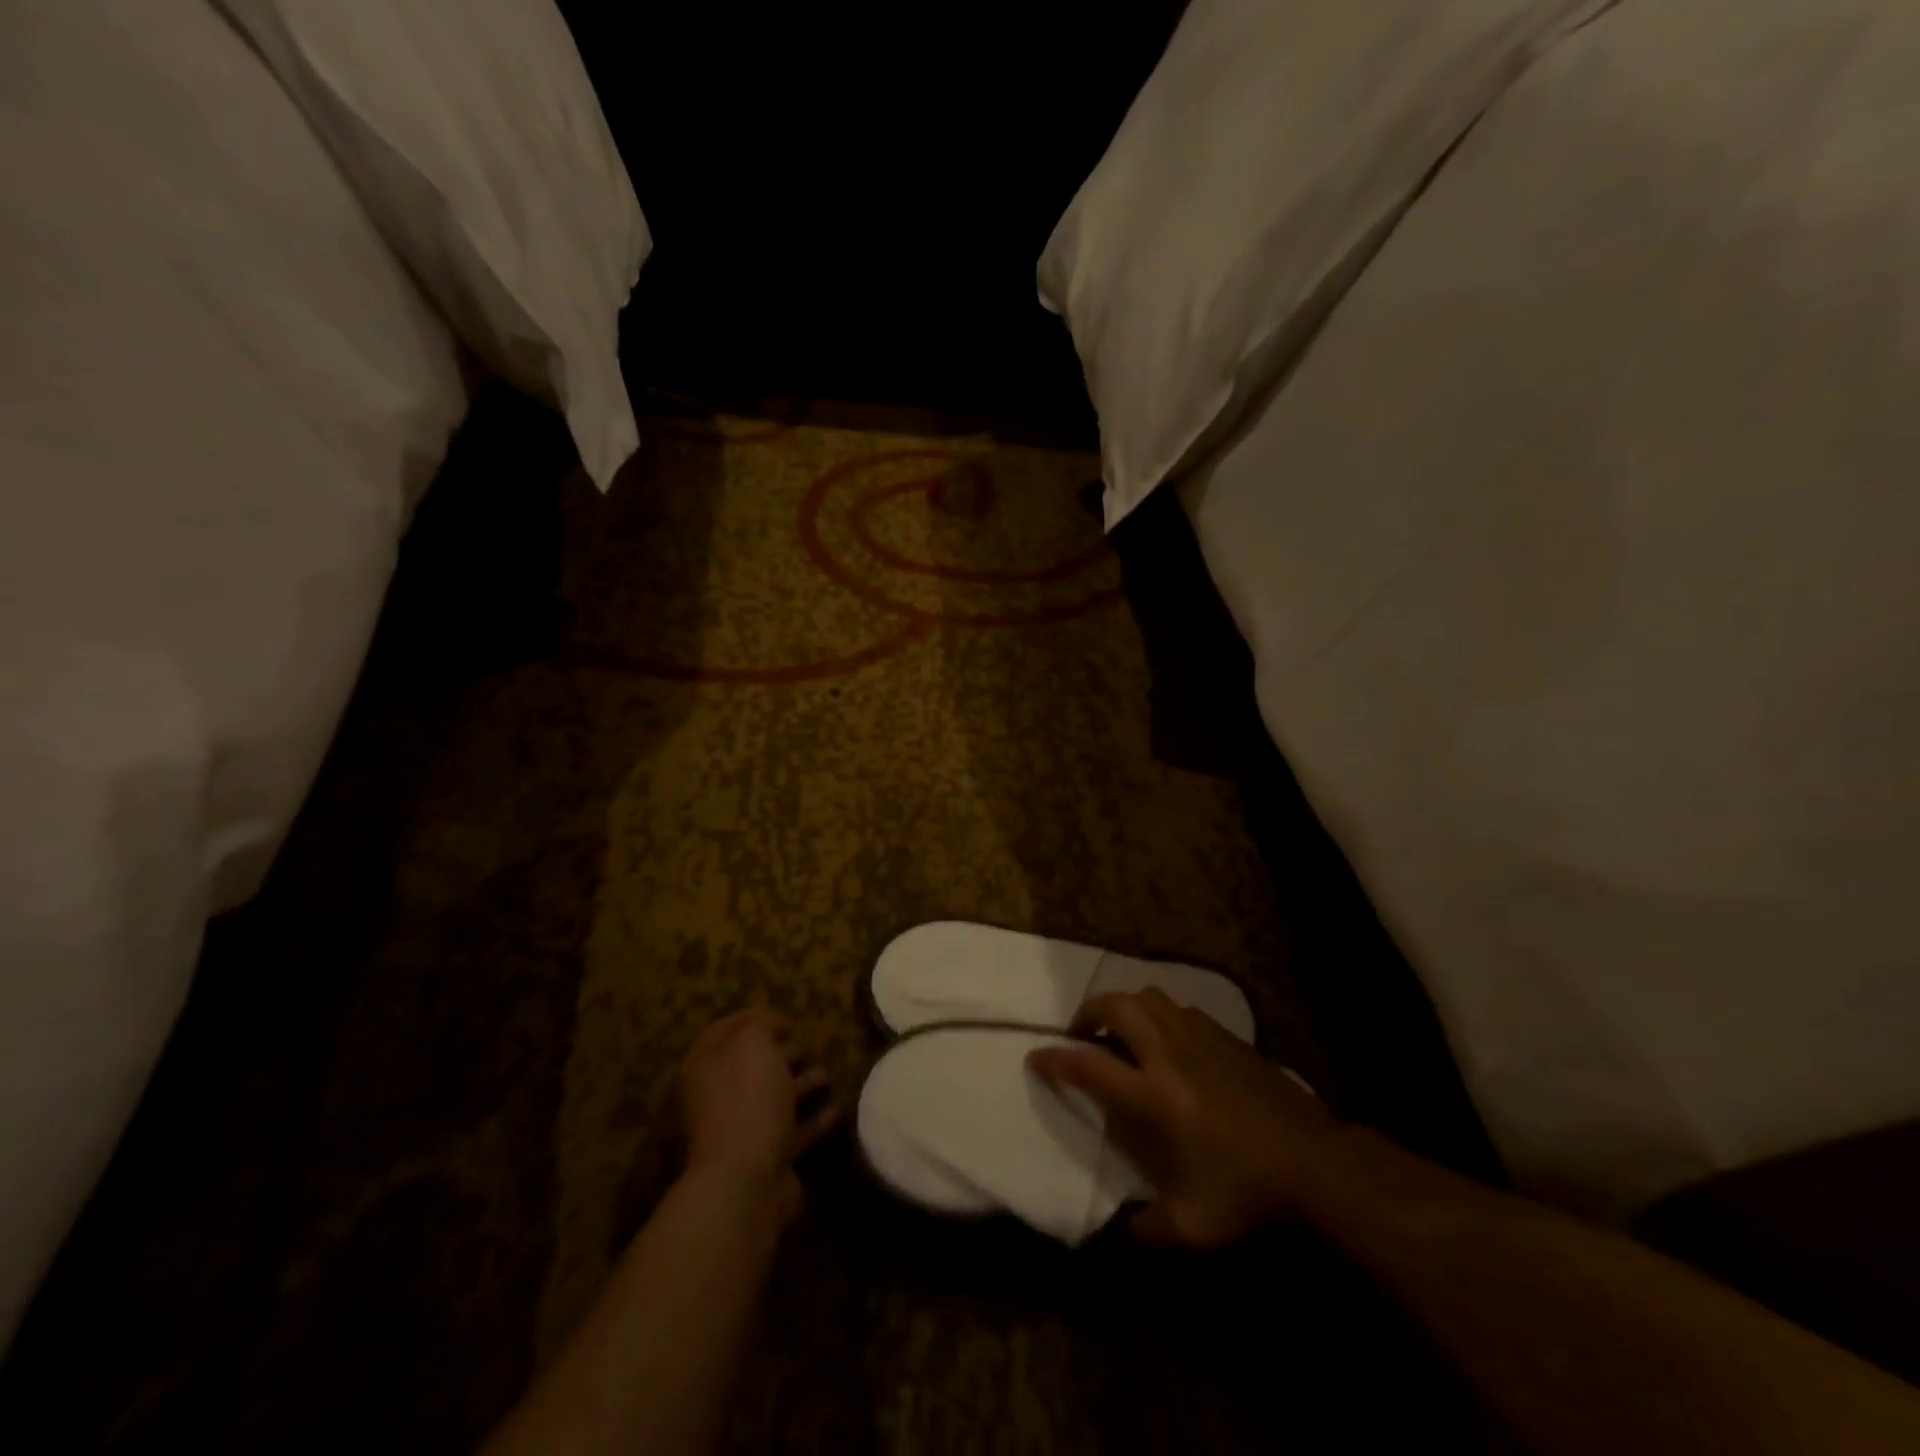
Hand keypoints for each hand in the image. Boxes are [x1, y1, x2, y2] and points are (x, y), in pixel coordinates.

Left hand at [678, 998, 839, 1220]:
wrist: (745, 1181)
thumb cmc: (747, 1098)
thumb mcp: (754, 1043)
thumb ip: (760, 1023)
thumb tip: (765, 1020)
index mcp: (703, 1068)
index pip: (724, 1031)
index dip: (753, 1018)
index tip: (785, 1017)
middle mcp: (715, 1099)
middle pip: (749, 1068)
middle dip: (779, 1054)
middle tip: (806, 1045)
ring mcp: (738, 1133)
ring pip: (772, 1101)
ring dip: (800, 1086)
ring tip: (827, 1073)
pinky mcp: (765, 1162)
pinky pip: (792, 1133)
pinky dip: (813, 1121)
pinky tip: (837, 1110)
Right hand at [1027, 988, 1339, 1248]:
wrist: (1318, 1165)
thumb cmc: (1247, 1195)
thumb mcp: (1191, 1228)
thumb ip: (1146, 1230)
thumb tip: (1119, 1235)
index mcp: (1152, 1095)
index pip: (1088, 1065)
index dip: (1054, 1059)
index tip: (1035, 1057)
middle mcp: (1169, 1053)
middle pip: (1116, 1005)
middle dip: (1088, 1012)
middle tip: (1082, 1035)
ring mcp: (1200, 1038)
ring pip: (1149, 997)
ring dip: (1125, 1008)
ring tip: (1123, 1034)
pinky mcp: (1228, 1037)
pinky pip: (1181, 1008)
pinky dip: (1161, 1015)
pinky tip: (1170, 1044)